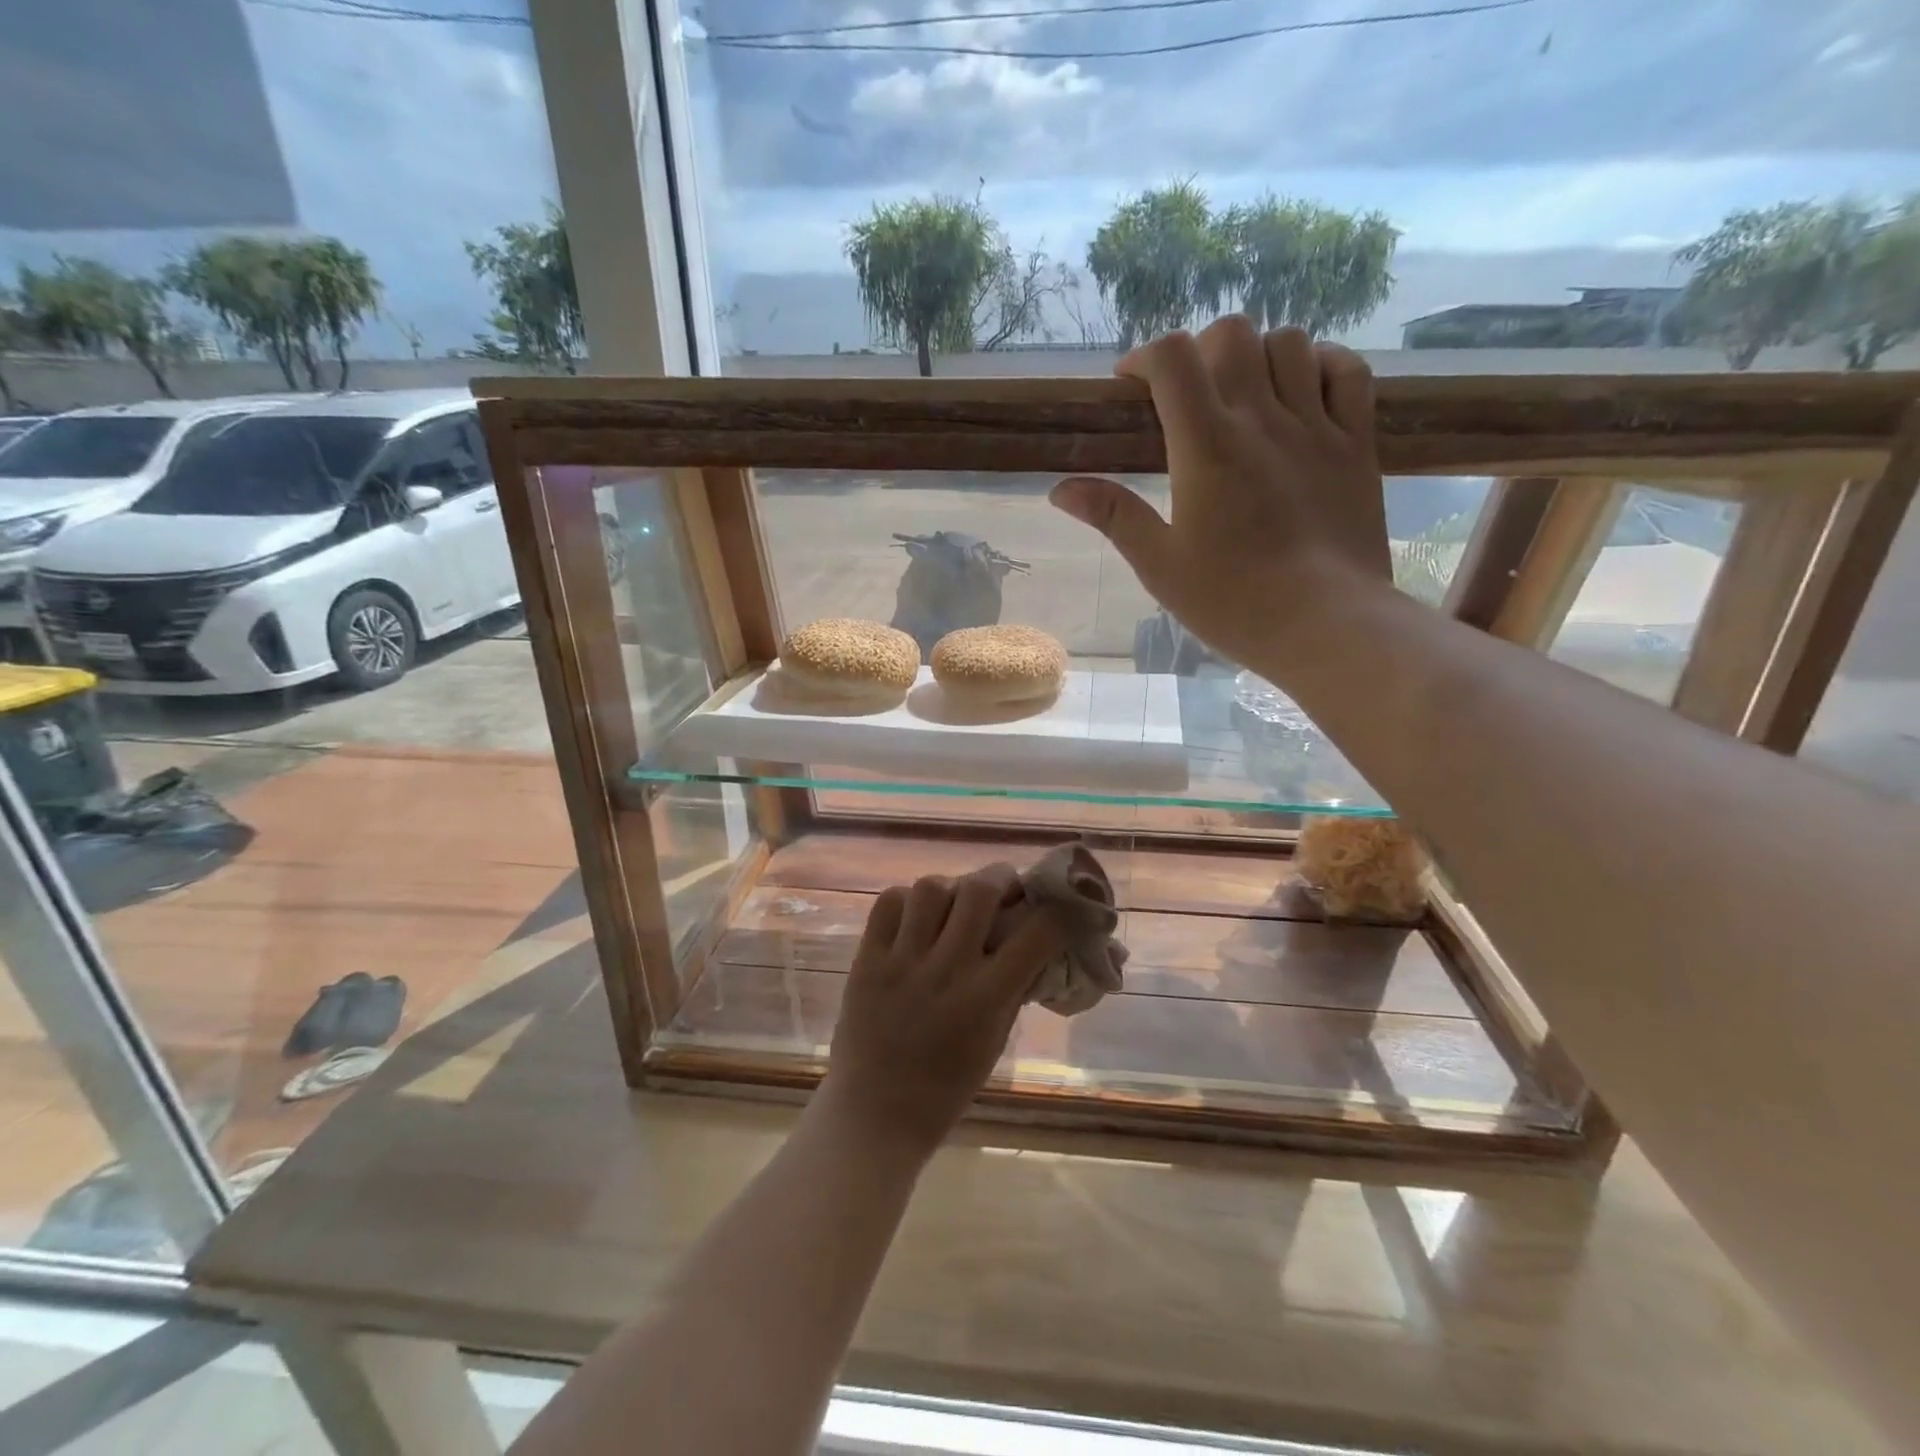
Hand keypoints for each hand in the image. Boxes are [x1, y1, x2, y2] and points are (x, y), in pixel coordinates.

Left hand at [818, 865, 1064, 1157]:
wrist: (876, 1112)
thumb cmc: (947, 1084)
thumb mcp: (995, 1037)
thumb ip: (1015, 984)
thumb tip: (1039, 939)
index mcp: (986, 998)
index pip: (1038, 932)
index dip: (1062, 910)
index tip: (1066, 903)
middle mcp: (946, 970)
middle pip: (979, 890)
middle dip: (1000, 878)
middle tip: (1004, 889)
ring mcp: (902, 960)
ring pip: (931, 887)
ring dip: (951, 888)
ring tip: (954, 905)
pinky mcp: (867, 958)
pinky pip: (889, 902)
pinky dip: (907, 901)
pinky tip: (916, 918)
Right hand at [1050, 317, 1394, 675]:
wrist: (1326, 625)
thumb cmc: (1233, 601)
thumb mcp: (1159, 565)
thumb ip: (1113, 516)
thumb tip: (1060, 489)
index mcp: (1206, 446)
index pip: (1172, 359)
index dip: (1145, 357)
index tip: (1131, 386)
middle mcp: (1262, 418)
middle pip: (1232, 335)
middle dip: (1199, 351)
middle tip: (1186, 394)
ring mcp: (1317, 425)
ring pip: (1290, 342)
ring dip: (1257, 355)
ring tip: (1242, 394)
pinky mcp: (1358, 443)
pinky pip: (1347, 371)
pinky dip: (1321, 364)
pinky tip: (1302, 389)